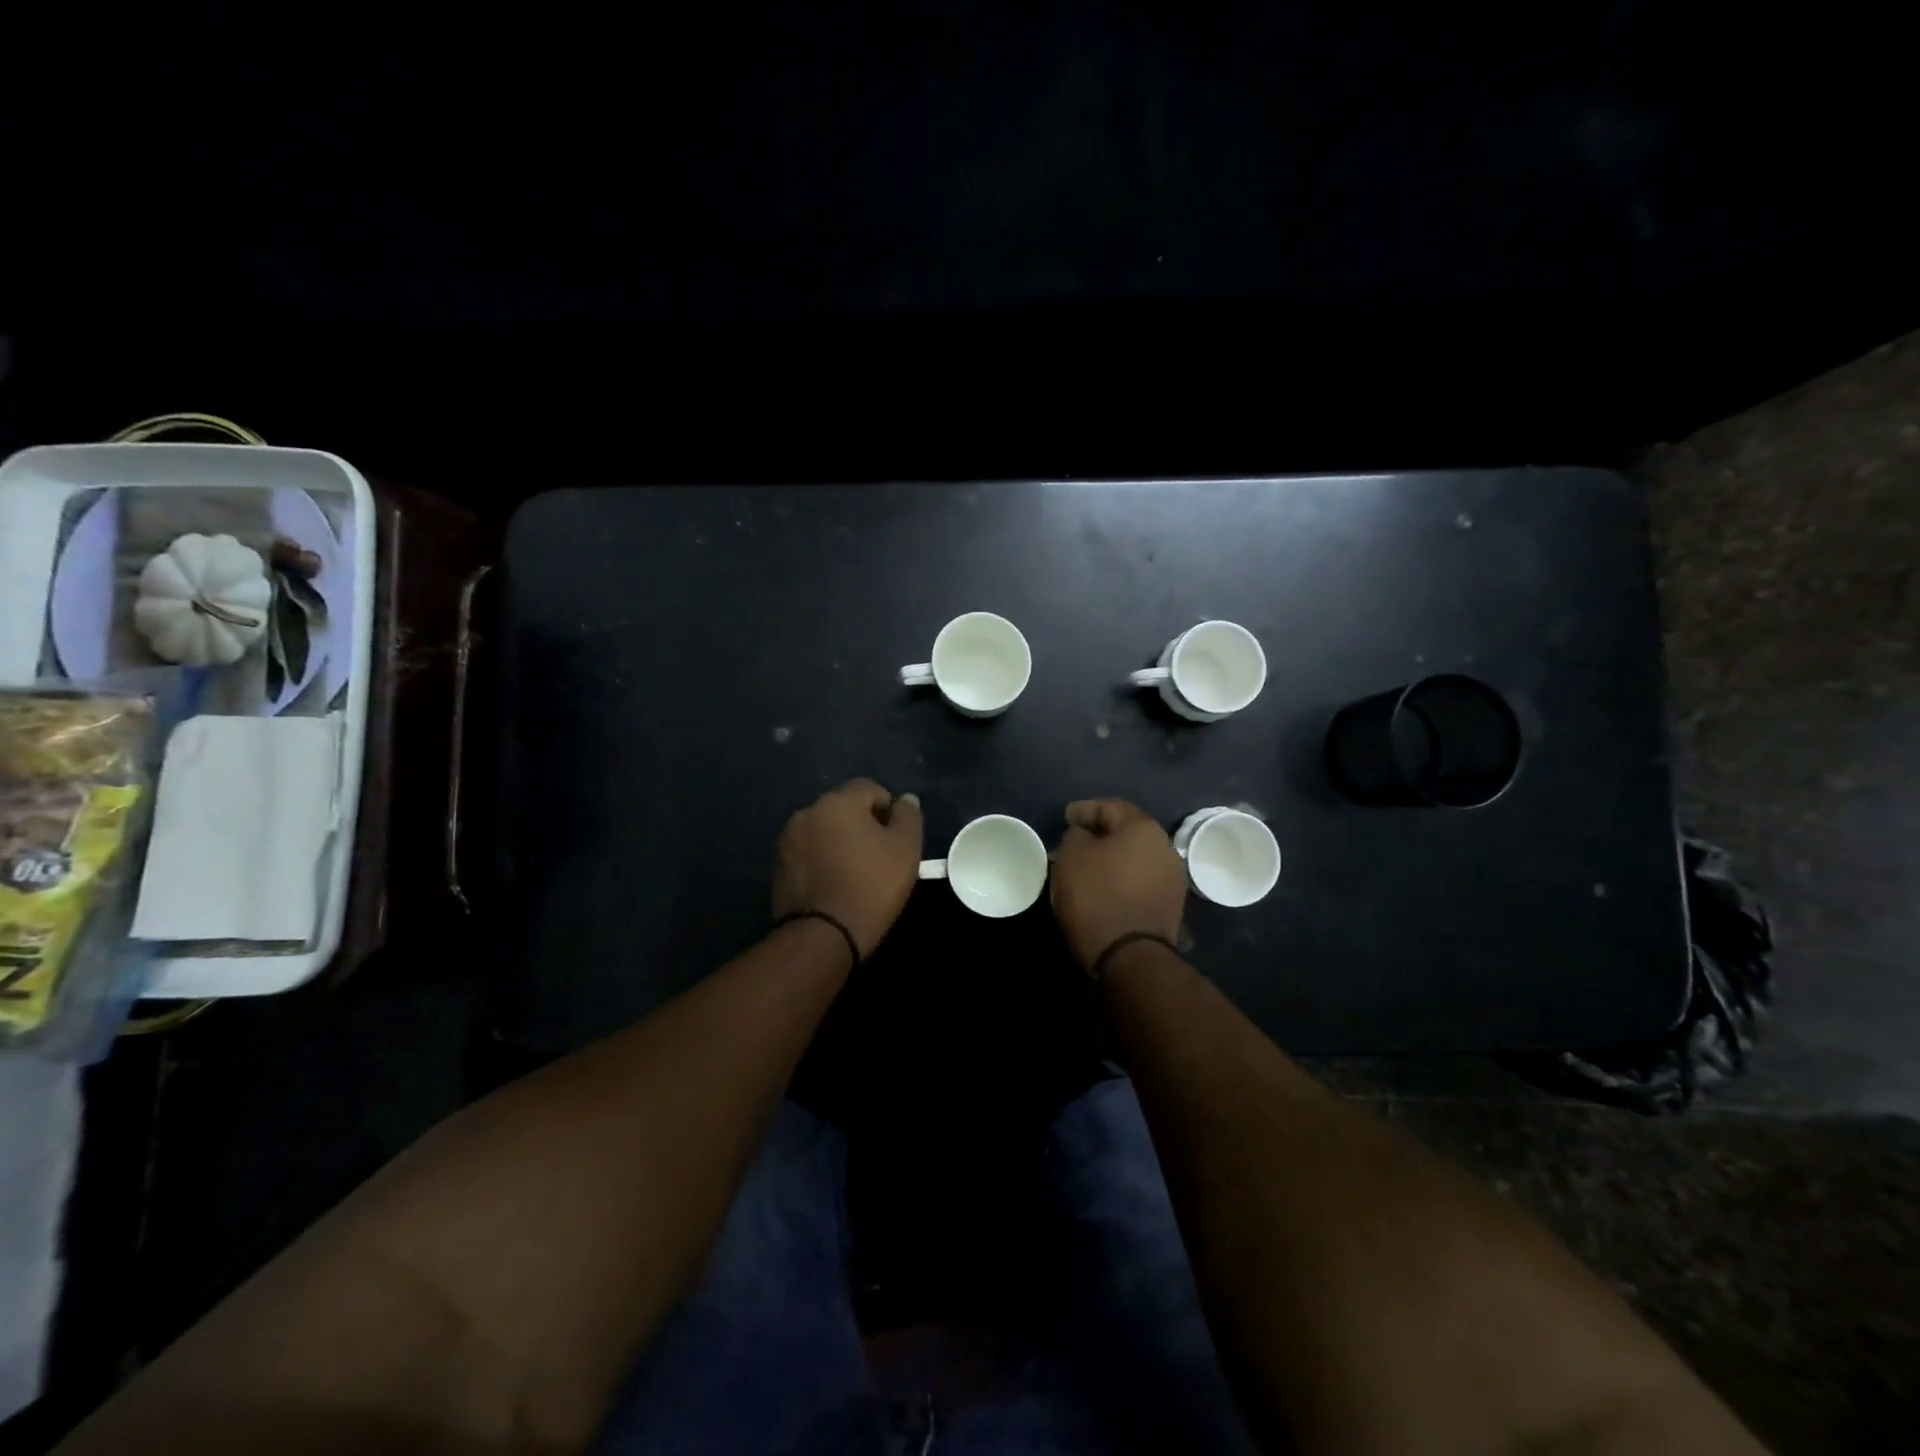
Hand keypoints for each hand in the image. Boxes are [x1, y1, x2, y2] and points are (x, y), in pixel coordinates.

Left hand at [772, 779, 924, 957]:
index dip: (887, 808)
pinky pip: (807, 852)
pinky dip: (821, 859)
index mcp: (838, 802)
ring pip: (823, 829)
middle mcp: (808, 812)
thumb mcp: (905, 850)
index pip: (869, 788)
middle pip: (843, 807)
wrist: (822, 936)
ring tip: (853, 872)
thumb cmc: (871, 887)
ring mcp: (787, 839)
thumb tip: (906, 799)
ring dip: (839, 841)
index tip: (895, 837)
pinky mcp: (778, 865)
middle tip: (878, 855)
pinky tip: (833, 884)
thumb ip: (908, 817)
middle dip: (861, 823)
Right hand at [1050, 798, 1186, 970]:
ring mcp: (1172, 878)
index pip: (1110, 807)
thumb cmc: (1097, 896)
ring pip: (1135, 858)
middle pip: (1127, 832)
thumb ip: (1076, 835)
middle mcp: (1165, 847)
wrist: (1130, 956)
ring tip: (1088, 867)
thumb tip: (1084, 835)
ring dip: (1112, 859)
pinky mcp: (1171, 906)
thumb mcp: (1072, 856)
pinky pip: (1140, 881)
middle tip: (1075, 840)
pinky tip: (1105, 888)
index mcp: (1143, 828)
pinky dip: (1122, 879)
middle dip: (1100, 834)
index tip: (1066, 817)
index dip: (1084, 809)